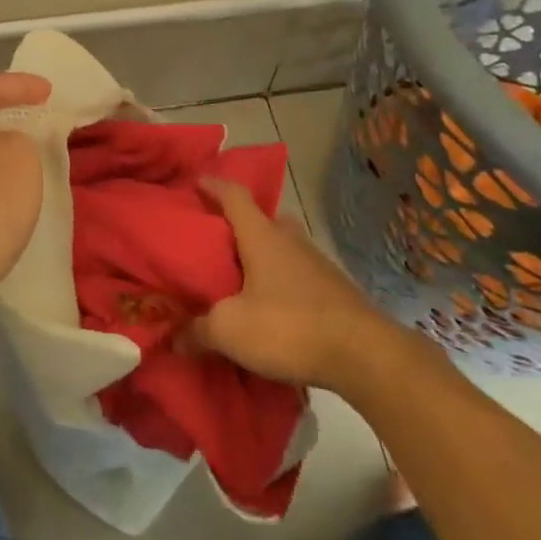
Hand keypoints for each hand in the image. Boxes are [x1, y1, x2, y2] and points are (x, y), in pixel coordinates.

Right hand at [194, 177, 385, 389]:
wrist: (365, 355)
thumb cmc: (289, 327)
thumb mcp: (230, 330)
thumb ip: (198, 330)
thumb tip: (175, 337)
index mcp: (260, 235)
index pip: (233, 194)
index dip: (212, 186)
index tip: (195, 184)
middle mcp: (289, 239)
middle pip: (261, 218)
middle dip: (237, 224)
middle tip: (215, 240)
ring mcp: (316, 262)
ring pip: (282, 246)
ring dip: (262, 254)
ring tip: (240, 277)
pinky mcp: (334, 289)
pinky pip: (298, 273)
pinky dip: (281, 280)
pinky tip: (272, 306)